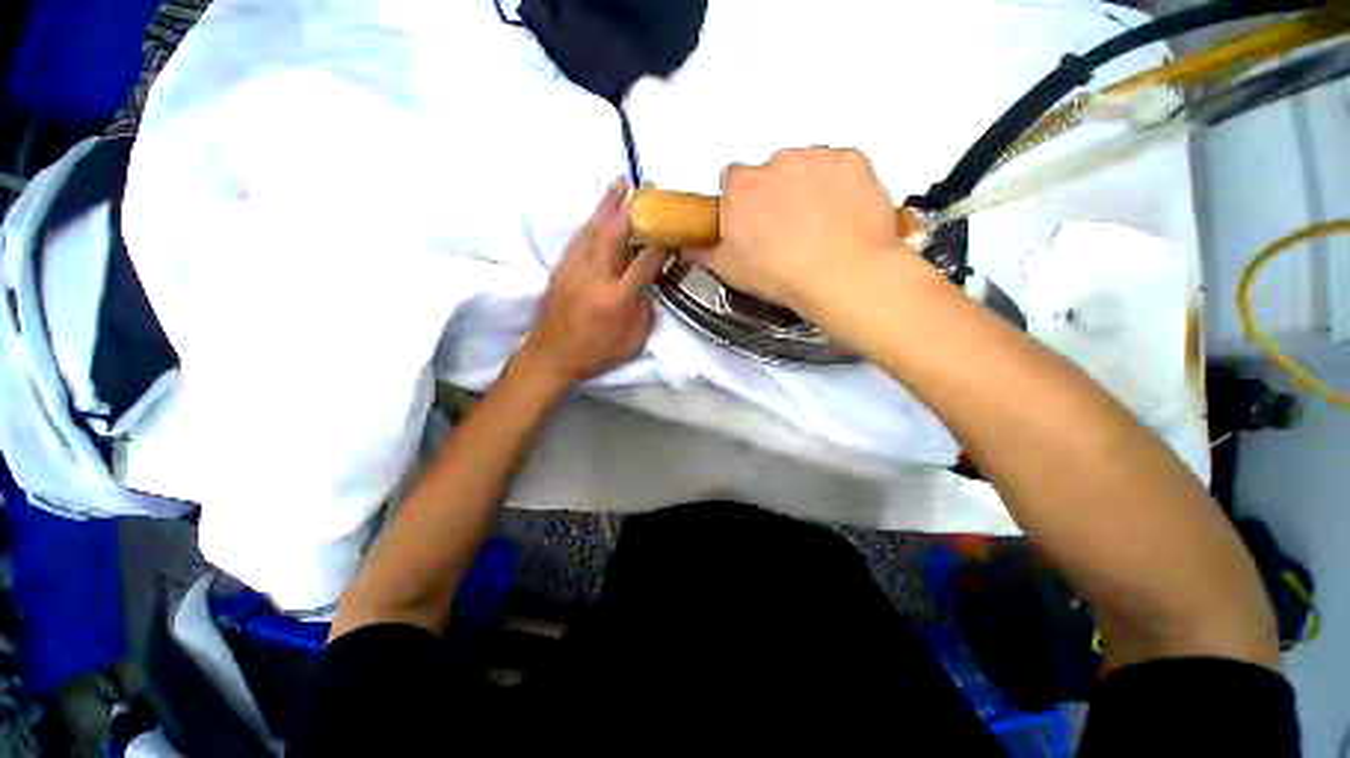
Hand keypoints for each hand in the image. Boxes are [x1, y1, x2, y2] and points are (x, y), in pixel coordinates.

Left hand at [515, 179, 666, 389]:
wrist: (551, 357)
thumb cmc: (596, 354)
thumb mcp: (633, 343)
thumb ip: (645, 313)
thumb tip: (647, 289)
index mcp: (617, 299)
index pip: (645, 262)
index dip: (661, 241)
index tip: (673, 224)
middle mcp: (596, 278)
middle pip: (614, 235)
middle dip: (631, 208)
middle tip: (644, 186)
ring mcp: (574, 270)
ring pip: (593, 230)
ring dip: (607, 205)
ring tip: (619, 184)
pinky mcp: (560, 269)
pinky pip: (578, 239)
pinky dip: (590, 222)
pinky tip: (597, 213)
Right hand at [685, 148, 905, 317]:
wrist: (842, 274)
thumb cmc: (783, 274)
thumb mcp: (730, 271)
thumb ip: (704, 253)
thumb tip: (691, 248)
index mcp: (741, 188)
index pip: (732, 182)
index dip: (740, 204)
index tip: (749, 223)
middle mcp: (776, 163)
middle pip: (770, 173)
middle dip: (774, 196)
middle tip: (785, 231)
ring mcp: (816, 159)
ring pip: (805, 167)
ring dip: (807, 188)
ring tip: (817, 227)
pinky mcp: (851, 161)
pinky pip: (840, 167)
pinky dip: (839, 185)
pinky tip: (840, 216)